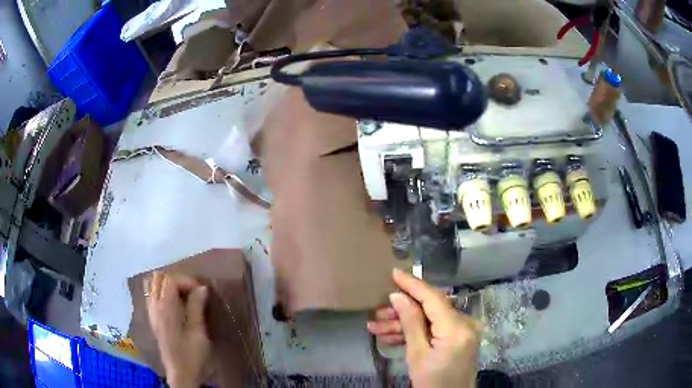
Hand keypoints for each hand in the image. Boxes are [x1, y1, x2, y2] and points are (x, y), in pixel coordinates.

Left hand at [145, 272, 211, 387]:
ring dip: (167, 285)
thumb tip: (201, 287)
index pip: (171, 280)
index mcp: (165, 308)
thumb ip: (197, 307)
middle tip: (192, 291)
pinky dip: (161, 293)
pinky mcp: (154, 321)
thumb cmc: (192, 355)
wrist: (182, 375)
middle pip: (158, 278)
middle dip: (176, 280)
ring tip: (183, 295)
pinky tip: (174, 305)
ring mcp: (152, 314)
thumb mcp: (198, 332)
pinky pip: (152, 297)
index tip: (202, 291)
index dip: (187, 281)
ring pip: (152, 286)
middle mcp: (155, 307)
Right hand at [367, 269, 480, 387]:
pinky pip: (434, 330)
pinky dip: (415, 333)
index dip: (412, 284)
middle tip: (377, 312)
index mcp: (456, 328)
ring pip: (429, 320)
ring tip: (376, 327)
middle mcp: (464, 324)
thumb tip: (398, 296)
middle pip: (429, 308)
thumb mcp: (417, 355)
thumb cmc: (433, 382)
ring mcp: (462, 331)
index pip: (433, 298)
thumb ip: (410, 323)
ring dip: (404, 324)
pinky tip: (391, 338)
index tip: (394, 272)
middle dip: (401, 310)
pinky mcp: (457, 339)